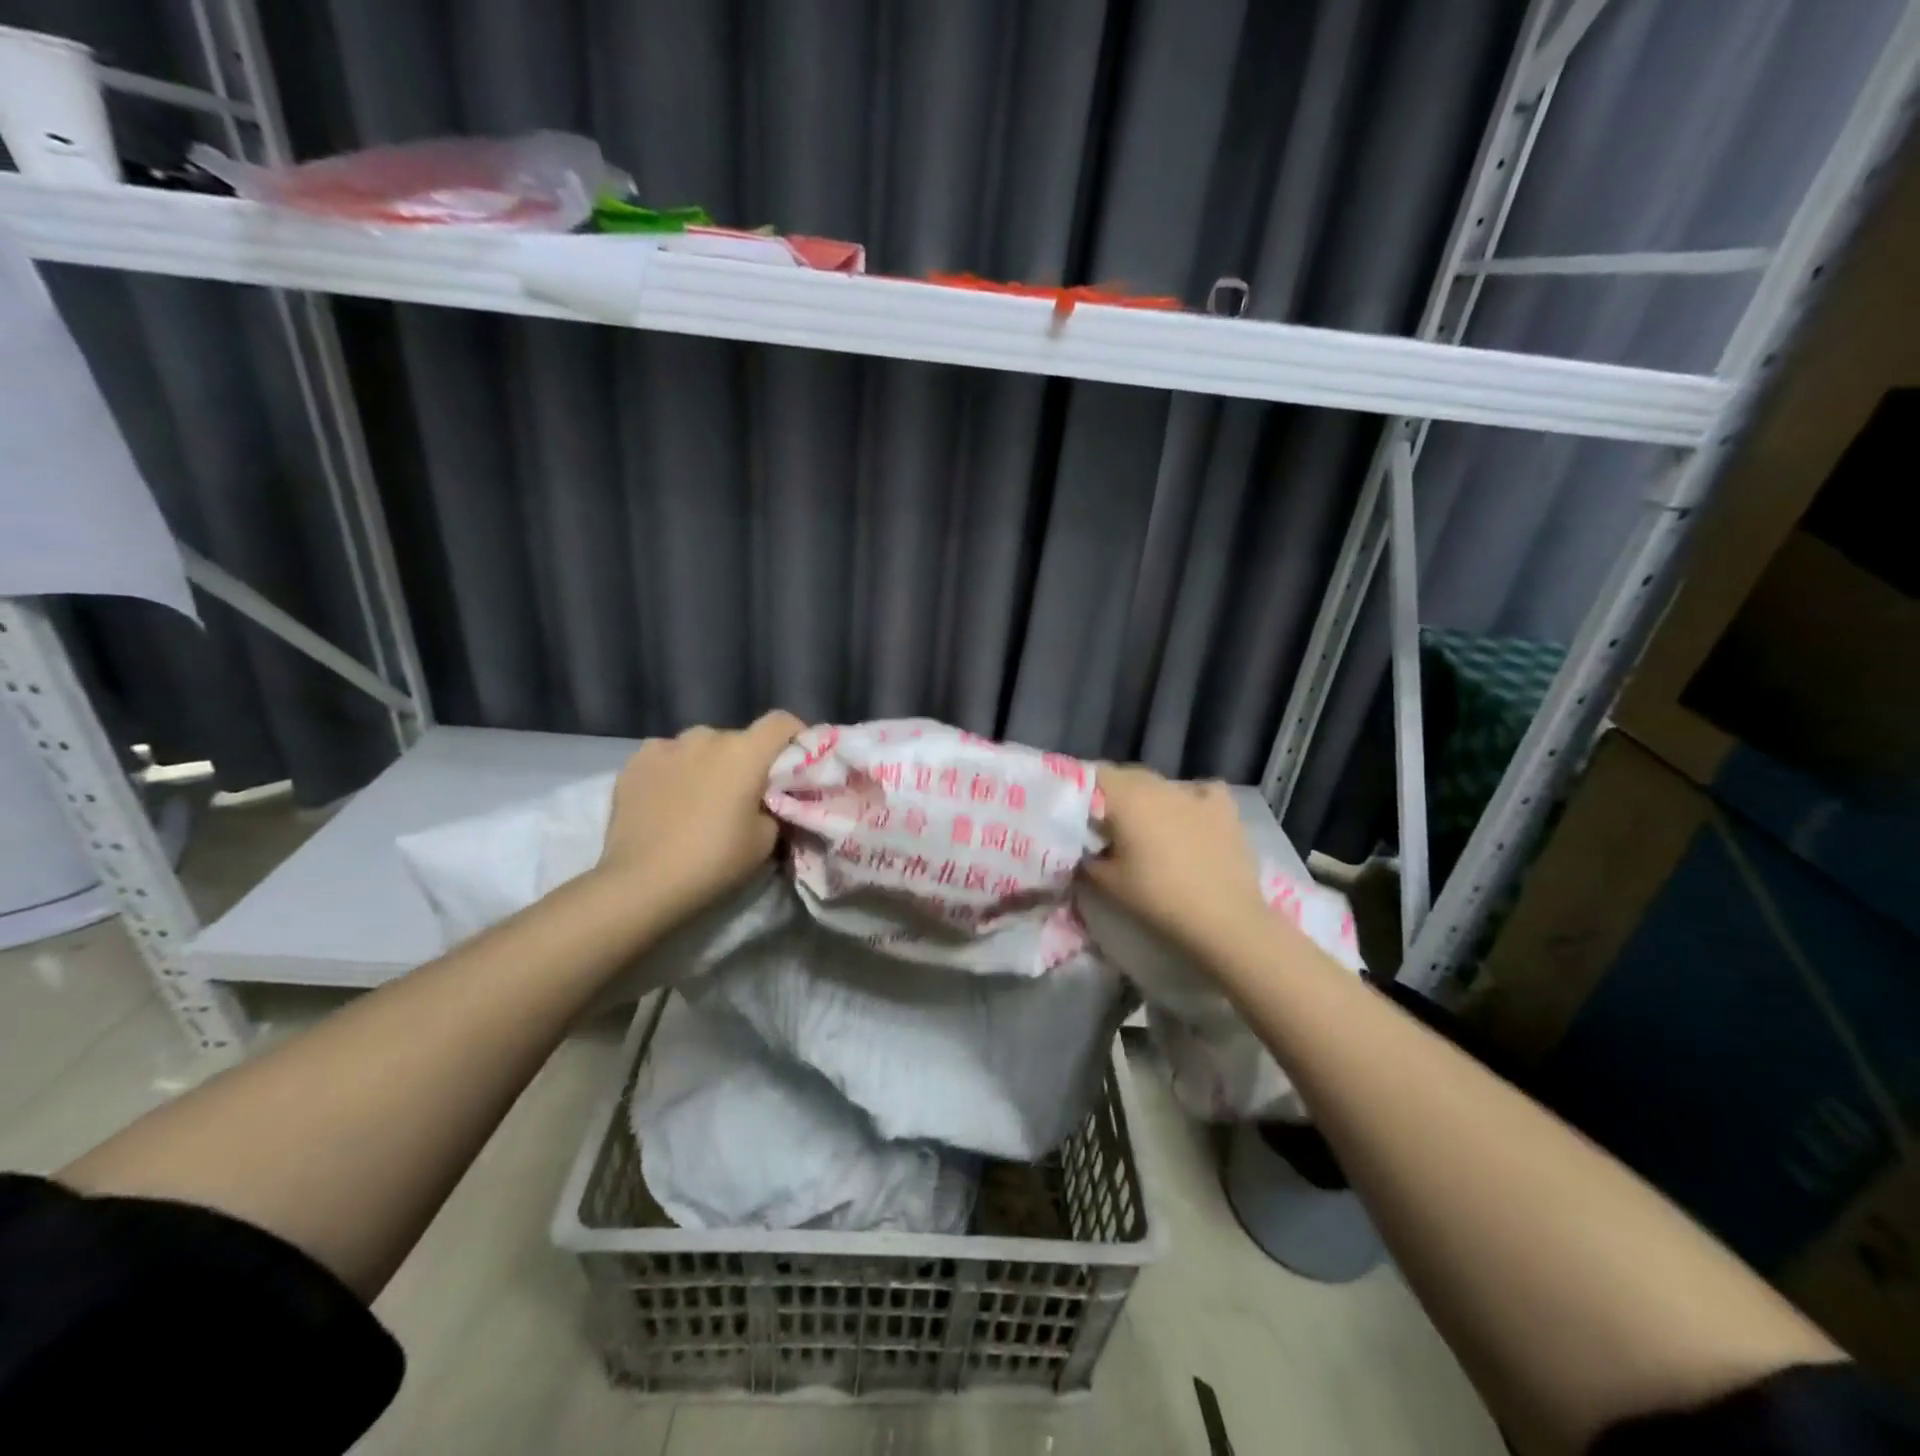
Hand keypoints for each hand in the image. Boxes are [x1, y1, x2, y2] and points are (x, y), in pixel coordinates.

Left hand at [597, 711, 804, 922]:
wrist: (642, 884)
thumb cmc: (714, 861)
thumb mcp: (766, 841)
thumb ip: (774, 808)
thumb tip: (768, 800)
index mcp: (745, 752)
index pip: (781, 722)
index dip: (794, 736)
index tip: (794, 763)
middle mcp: (706, 737)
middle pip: (738, 738)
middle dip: (746, 761)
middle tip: (743, 796)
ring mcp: (666, 746)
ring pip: (699, 747)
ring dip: (707, 764)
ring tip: (700, 798)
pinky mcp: (634, 763)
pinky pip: (666, 757)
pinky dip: (674, 771)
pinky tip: (666, 800)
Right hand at [1084, 764, 1270, 961]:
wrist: (1224, 918)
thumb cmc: (1158, 898)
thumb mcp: (1107, 883)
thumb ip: (1087, 859)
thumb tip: (1082, 849)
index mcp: (1126, 798)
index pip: (1096, 774)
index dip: (1084, 789)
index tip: (1079, 814)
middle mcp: (1159, 786)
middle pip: (1128, 776)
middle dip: (1115, 795)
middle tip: (1108, 825)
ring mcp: (1195, 793)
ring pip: (1162, 785)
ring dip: (1150, 798)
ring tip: (1149, 827)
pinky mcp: (1224, 807)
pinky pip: (1201, 791)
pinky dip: (1192, 800)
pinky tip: (1191, 818)